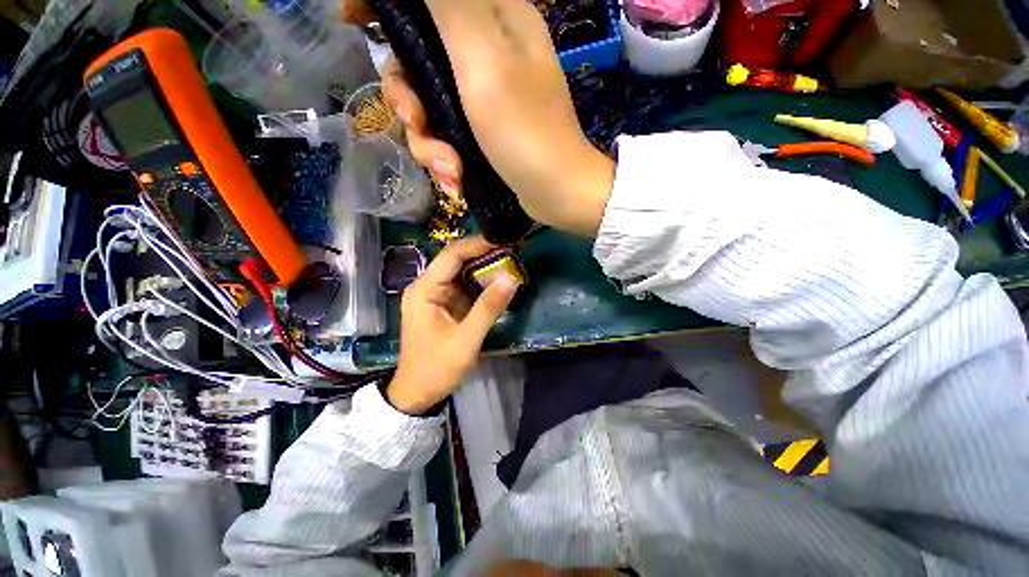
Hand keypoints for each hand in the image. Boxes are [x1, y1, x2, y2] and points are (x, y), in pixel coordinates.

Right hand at [340, 0, 614, 235]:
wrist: (555, 193)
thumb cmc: (525, 132)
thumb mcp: (485, 59)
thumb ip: (449, 6)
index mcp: (491, 19)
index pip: (425, 0)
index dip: (386, 7)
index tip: (355, 21)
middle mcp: (485, 53)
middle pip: (416, 60)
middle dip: (408, 99)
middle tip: (419, 124)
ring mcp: (482, 97)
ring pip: (427, 107)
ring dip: (429, 145)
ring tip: (451, 171)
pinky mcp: (482, 132)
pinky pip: (445, 137)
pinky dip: (445, 161)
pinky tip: (456, 181)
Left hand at [386, 237, 517, 414]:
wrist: (418, 392)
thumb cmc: (437, 367)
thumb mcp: (466, 340)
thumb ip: (488, 308)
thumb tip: (511, 278)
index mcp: (425, 290)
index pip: (452, 255)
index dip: (478, 245)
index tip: (506, 240)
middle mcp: (427, 286)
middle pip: (457, 260)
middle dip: (485, 254)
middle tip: (514, 251)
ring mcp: (436, 295)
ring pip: (462, 272)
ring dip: (485, 268)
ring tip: (511, 262)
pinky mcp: (444, 305)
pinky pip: (465, 286)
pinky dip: (482, 283)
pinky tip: (500, 282)